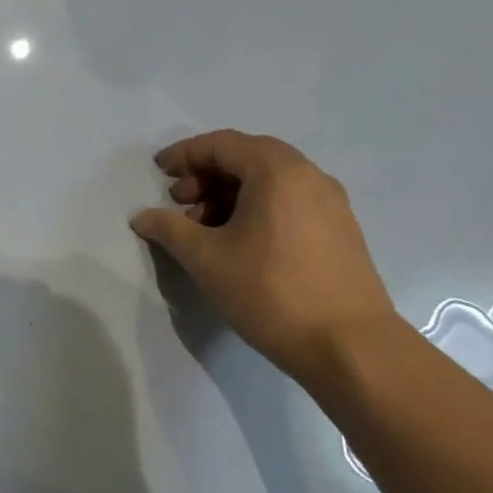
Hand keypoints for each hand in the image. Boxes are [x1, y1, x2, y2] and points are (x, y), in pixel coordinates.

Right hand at [131, 130, 397, 388]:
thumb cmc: (270, 291)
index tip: (158, 171)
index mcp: (278, 171)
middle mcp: (309, 176)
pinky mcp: (339, 231)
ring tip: (203, 228)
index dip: (185, 154)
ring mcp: (330, 204)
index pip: (222, 145)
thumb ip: (169, 229)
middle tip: (178, 200)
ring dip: (229, 194)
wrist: (351, 347)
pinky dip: (255, 208)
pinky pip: (288, 202)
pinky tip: (237, 242)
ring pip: (269, 182)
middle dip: (207, 175)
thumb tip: (142, 217)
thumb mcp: (206, 258)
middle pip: (248, 158)